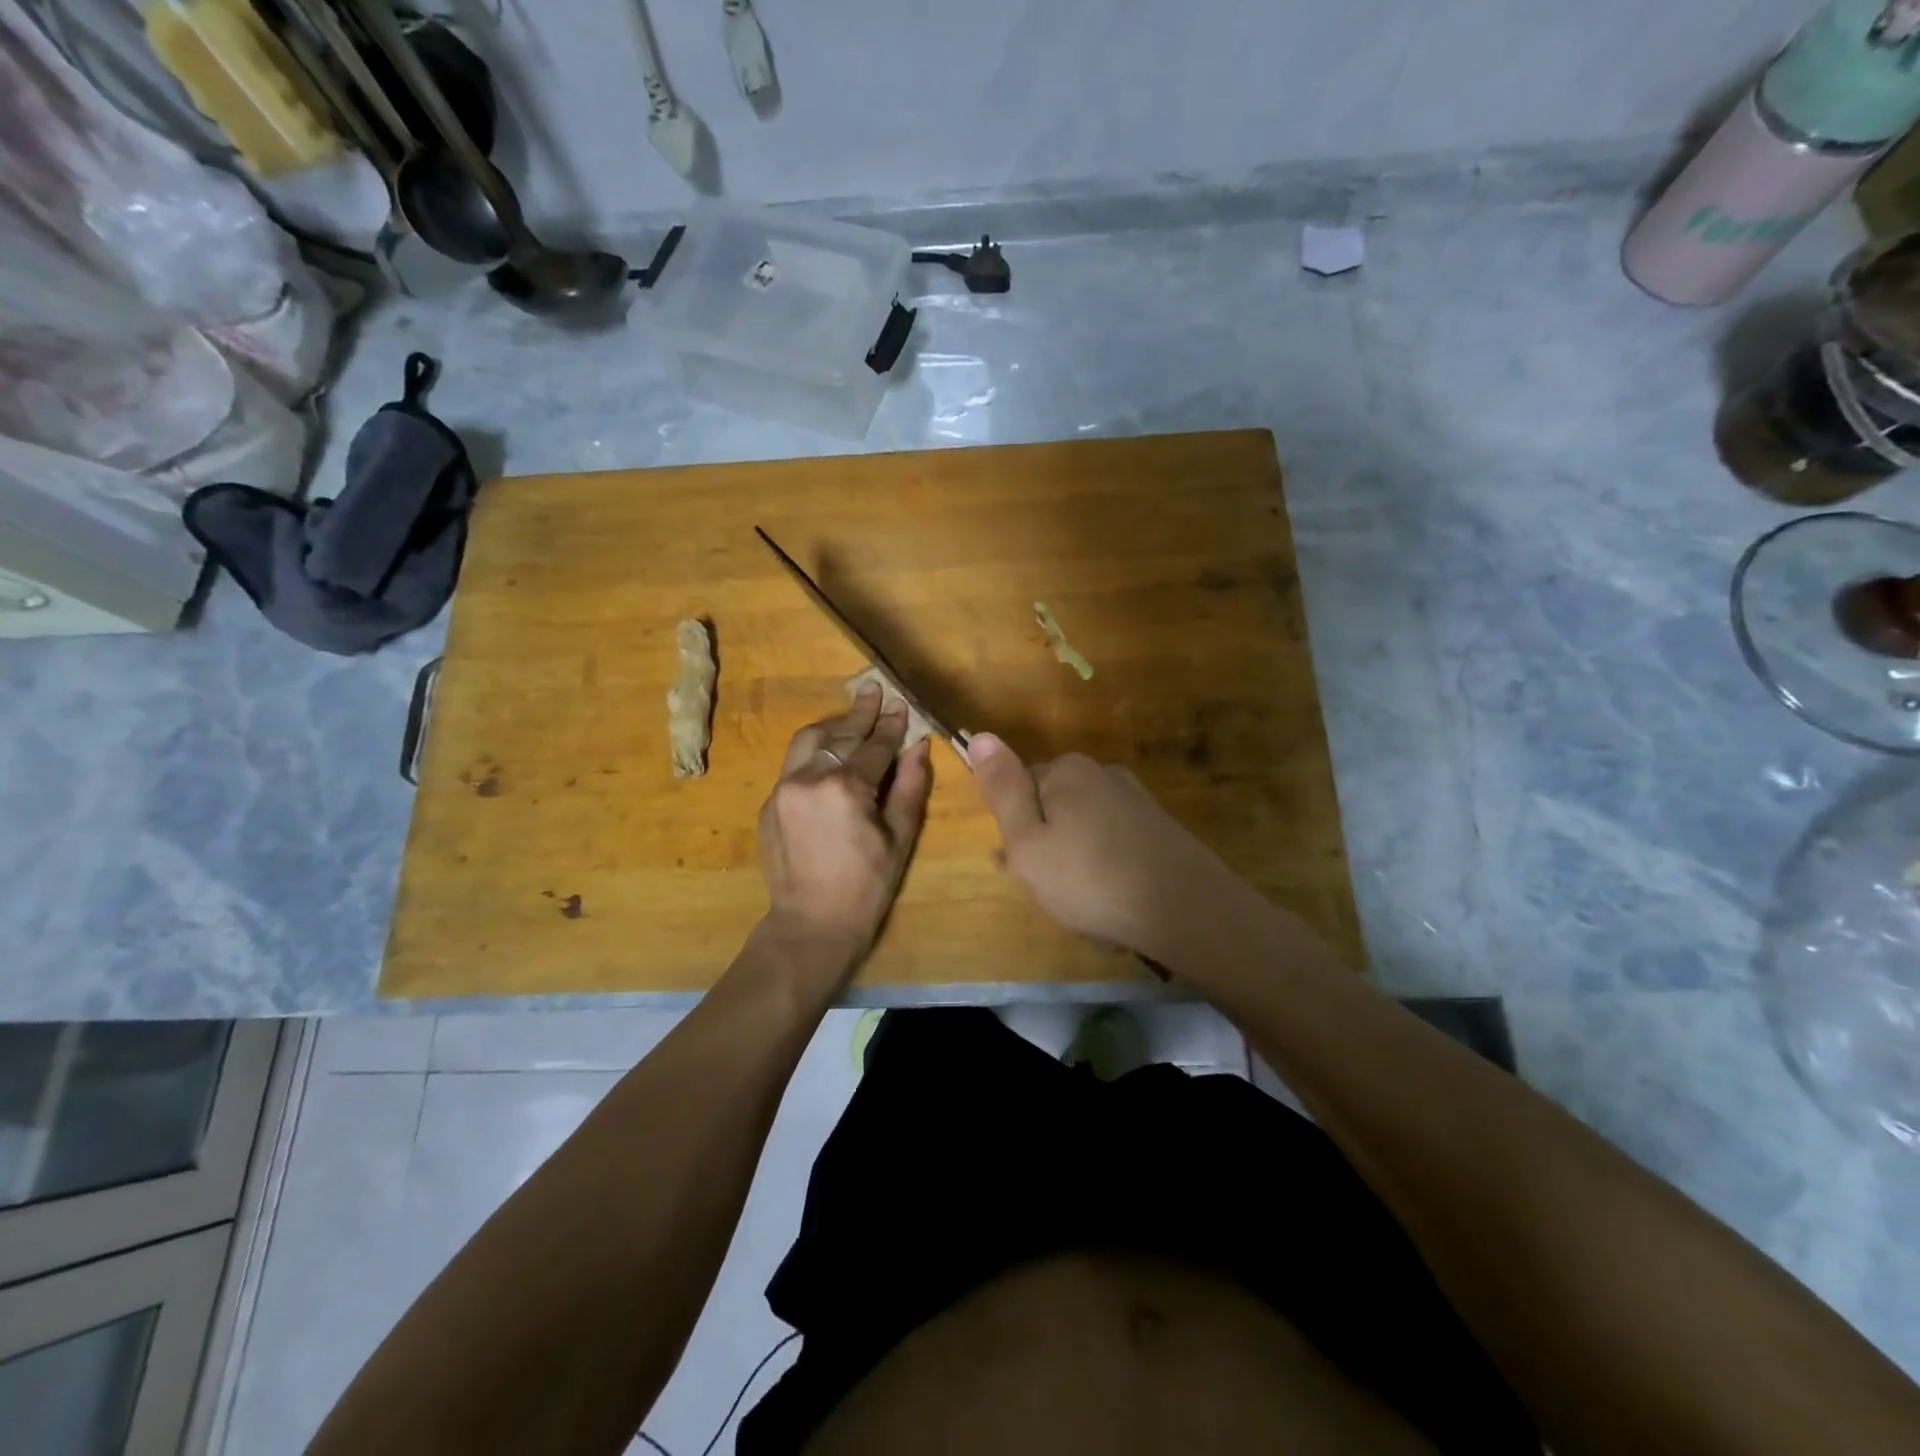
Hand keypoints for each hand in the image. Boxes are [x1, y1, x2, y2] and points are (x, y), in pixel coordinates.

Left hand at [756, 684, 932, 978]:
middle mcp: (809, 778)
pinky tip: (828, 754)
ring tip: (851, 716)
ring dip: (832, 725)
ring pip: (808, 740)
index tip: (901, 704)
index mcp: (846, 788)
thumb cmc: (866, 887)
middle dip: (861, 712)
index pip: (874, 745)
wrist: (810, 925)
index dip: (891, 725)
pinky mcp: (770, 803)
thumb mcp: (899, 838)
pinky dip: (814, 752)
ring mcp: (783, 789)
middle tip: (873, 690)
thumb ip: (909, 787)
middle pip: (839, 733)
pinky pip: (793, 764)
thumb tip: (919, 747)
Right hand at [968, 734, 1235, 959]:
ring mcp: (1135, 800)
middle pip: (1053, 807)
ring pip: (1083, 829)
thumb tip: (980, 736)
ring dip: (1074, 862)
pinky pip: (1114, 844)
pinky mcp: (1159, 828)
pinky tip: (1111, 901)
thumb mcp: (1027, 841)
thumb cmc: (1090, 879)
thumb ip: (1002, 790)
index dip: (1015, 830)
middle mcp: (1102, 774)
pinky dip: (1105, 868)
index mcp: (1066, 771)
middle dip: (1045, 846)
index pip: (1020, 787)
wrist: (1186, 910)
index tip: (1021, 866)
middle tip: (1051, 891)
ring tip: (1080, 905)